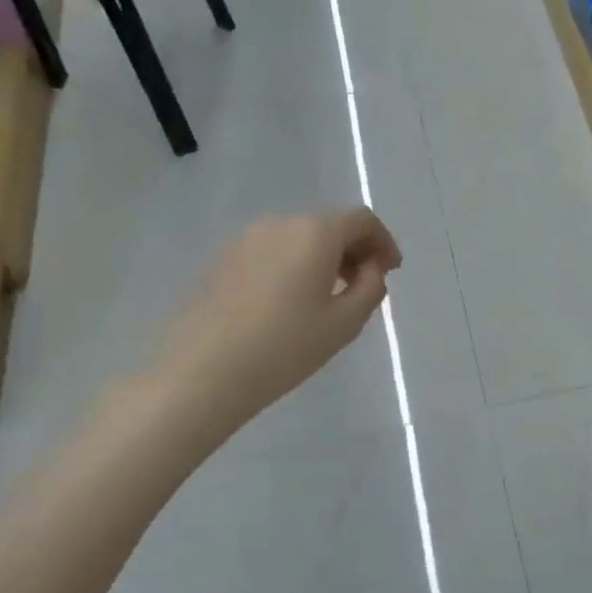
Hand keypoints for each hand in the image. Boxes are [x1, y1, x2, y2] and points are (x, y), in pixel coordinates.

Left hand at [135, 208, 401, 438]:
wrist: (201, 372)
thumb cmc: (284, 347)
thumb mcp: (344, 323)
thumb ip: (370, 287)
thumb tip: (370, 267)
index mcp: (315, 232)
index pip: (362, 220)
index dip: (383, 241)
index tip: (390, 270)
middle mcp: (280, 223)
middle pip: (328, 226)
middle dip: (353, 250)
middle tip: (363, 286)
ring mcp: (245, 239)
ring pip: (298, 238)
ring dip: (321, 258)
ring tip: (326, 298)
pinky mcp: (221, 260)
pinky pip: (271, 252)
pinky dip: (291, 266)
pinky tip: (287, 304)